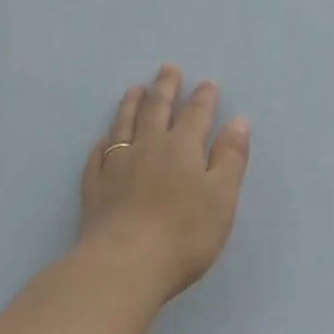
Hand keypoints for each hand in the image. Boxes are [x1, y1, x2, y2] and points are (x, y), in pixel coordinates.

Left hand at [78, 65, 250, 303]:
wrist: (124, 265)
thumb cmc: (184, 233)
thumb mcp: (222, 196)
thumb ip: (230, 157)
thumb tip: (238, 120)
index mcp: (183, 148)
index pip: (196, 115)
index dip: (203, 98)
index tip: (207, 82)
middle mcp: (148, 148)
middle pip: (157, 110)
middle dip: (165, 89)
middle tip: (167, 68)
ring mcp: (116, 167)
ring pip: (124, 126)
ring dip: (131, 105)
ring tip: (134, 89)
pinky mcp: (95, 190)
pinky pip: (97, 157)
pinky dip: (103, 143)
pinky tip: (102, 140)